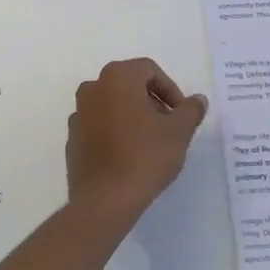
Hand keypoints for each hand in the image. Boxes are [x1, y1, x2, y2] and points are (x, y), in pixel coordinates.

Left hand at [67, 59, 207, 216]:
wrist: (105, 199)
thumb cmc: (145, 156)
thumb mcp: (179, 131)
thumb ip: (190, 110)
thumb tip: (197, 100)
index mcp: (117, 77)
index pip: (149, 70)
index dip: (171, 90)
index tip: (181, 114)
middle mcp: (92, 88)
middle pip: (129, 85)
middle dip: (152, 101)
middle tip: (169, 126)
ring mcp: (78, 114)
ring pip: (112, 105)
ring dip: (133, 116)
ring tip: (150, 142)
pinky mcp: (72, 139)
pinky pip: (99, 126)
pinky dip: (115, 132)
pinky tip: (128, 155)